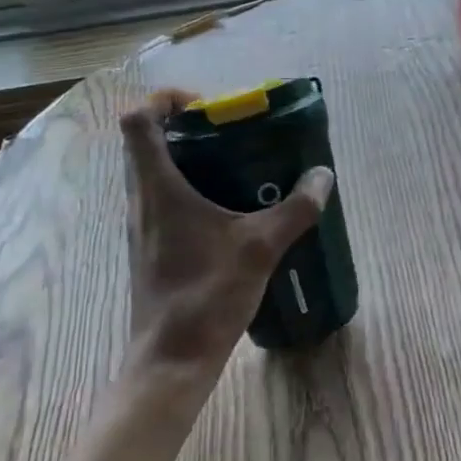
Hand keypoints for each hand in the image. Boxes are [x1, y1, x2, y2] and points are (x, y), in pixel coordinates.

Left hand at [119, 91, 332, 383]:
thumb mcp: (261, 247)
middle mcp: (141, 200)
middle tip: (230, 134)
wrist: (171, 361)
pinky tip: (229, 212)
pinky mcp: (150, 249)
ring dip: (187, 160)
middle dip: (185, 128)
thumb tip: (322, 177)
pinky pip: (163, 202)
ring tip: (235, 167)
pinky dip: (189, 191)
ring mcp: (142, 227)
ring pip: (153, 173)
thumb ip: (295, 209)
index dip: (165, 100)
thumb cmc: (207, 295)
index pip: (138, 120)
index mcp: (158, 188)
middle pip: (146, 143)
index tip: (205, 107)